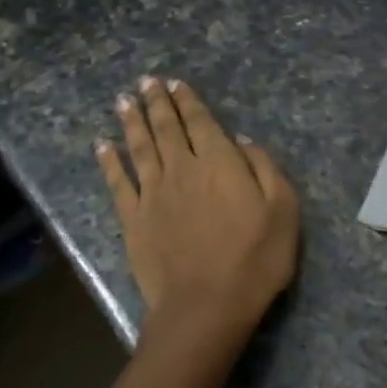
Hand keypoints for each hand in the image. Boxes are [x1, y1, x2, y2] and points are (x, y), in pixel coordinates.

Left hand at [97, 77, 299, 336]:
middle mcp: (182, 169)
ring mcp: (153, 194)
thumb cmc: (255, 259)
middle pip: (166, 128)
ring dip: (131, 122)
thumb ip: (265, 168)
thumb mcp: (283, 211)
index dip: (187, 101)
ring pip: (139, 148)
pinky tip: (102, 146)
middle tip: (145, 82)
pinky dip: (109, 162)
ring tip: (122, 100)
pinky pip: (118, 183)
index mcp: (220, 163)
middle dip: (156, 102)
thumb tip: (242, 140)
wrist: (206, 305)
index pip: (201, 122)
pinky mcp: (133, 220)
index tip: (174, 83)